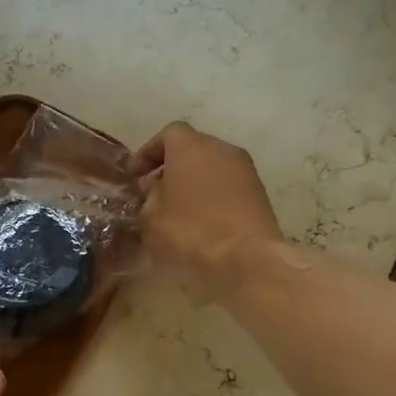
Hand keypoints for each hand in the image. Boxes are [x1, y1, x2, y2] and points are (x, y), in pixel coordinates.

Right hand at [137, 121, 283, 298]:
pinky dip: (213, 197)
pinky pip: (228, 187)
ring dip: (194, 183)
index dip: (149, 152)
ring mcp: (246, 171)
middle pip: (192, 149)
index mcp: (191, 147)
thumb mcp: (151, 218)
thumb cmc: (190, 233)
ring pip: (212, 168)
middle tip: (155, 193)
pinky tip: (202, 223)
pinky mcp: (260, 195)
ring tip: (178, 211)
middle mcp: (221, 150)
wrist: (247, 261)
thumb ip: (149, 198)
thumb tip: (155, 191)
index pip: (168, 134)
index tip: (135, 175)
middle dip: (172, 167)